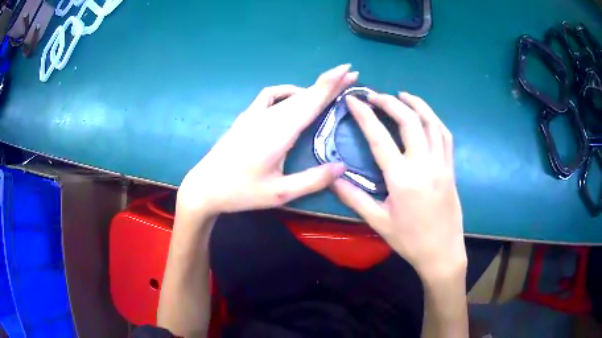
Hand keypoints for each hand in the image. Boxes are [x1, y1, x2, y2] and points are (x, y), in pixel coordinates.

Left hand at [178, 64, 357, 217]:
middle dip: (328, 83)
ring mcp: (254, 115)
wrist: (205, 187)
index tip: (348, 70)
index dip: (331, 84)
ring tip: (326, 90)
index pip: (311, 101)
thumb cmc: (241, 192)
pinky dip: (285, 92)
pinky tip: (291, 98)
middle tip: (349, 75)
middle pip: (303, 94)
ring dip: (309, 89)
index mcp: (279, 132)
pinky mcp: (245, 118)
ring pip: (288, 95)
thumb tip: (342, 166)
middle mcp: (268, 117)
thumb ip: (312, 180)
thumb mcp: (280, 193)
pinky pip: (268, 96)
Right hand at [332, 92, 465, 280]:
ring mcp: (441, 164)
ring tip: (401, 95)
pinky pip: (445, 136)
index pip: (380, 138)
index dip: (364, 115)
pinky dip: (434, 120)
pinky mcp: (451, 168)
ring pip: (431, 123)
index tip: (354, 100)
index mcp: (402, 179)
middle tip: (375, 95)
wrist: (442, 252)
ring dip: (416, 104)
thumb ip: (353, 198)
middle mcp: (423, 165)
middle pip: (409, 122)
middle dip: (390, 102)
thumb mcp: (378, 222)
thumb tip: (332, 177)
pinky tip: (425, 115)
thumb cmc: (409, 240)